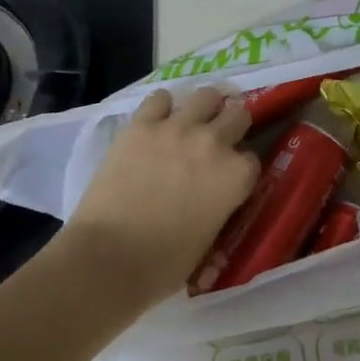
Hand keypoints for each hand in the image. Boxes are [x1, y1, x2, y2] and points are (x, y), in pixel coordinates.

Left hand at [63, 86, 258, 307]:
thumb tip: (215, 195)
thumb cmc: (162, 265)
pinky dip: (162, 108)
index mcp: (236, 176)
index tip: (229, 177)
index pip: (252, 158)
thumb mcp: (210, 238)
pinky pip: (160, 98)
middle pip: (238, 115)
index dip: (240, 167)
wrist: (107, 259)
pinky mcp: (141, 125)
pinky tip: (156, 122)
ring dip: (204, 108)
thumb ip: (220, 204)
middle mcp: (214, 143)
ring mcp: (176, 128)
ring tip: (192, 122)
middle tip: (217, 142)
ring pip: (206, 95)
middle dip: (232, 127)